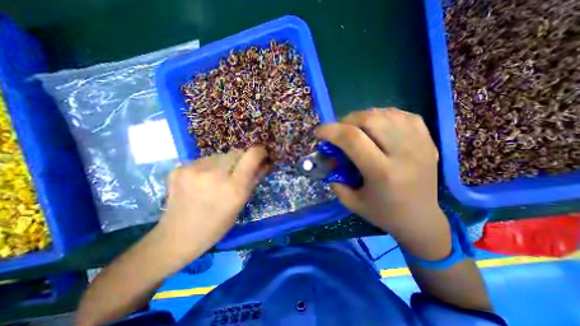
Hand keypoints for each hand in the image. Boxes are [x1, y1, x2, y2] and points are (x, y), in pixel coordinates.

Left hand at [157, 147, 269, 259]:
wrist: (178, 236)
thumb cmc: (217, 224)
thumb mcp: (241, 204)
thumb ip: (253, 180)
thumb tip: (263, 163)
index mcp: (234, 188)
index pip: (251, 156)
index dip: (259, 152)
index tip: (261, 155)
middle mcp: (214, 175)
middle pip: (236, 153)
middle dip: (241, 161)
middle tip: (236, 173)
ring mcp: (194, 169)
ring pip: (220, 155)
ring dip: (224, 164)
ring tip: (217, 179)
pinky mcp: (179, 168)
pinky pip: (204, 160)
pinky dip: (208, 167)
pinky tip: (201, 181)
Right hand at [316, 110, 450, 259]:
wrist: (421, 219)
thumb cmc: (383, 213)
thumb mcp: (351, 201)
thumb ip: (335, 178)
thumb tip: (329, 157)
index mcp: (382, 172)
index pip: (352, 139)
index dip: (331, 130)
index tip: (319, 132)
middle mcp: (404, 153)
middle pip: (370, 119)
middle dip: (347, 121)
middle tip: (339, 131)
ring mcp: (419, 143)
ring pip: (386, 113)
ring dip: (363, 117)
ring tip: (356, 128)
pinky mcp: (429, 140)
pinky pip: (402, 115)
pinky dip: (384, 116)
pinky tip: (378, 126)